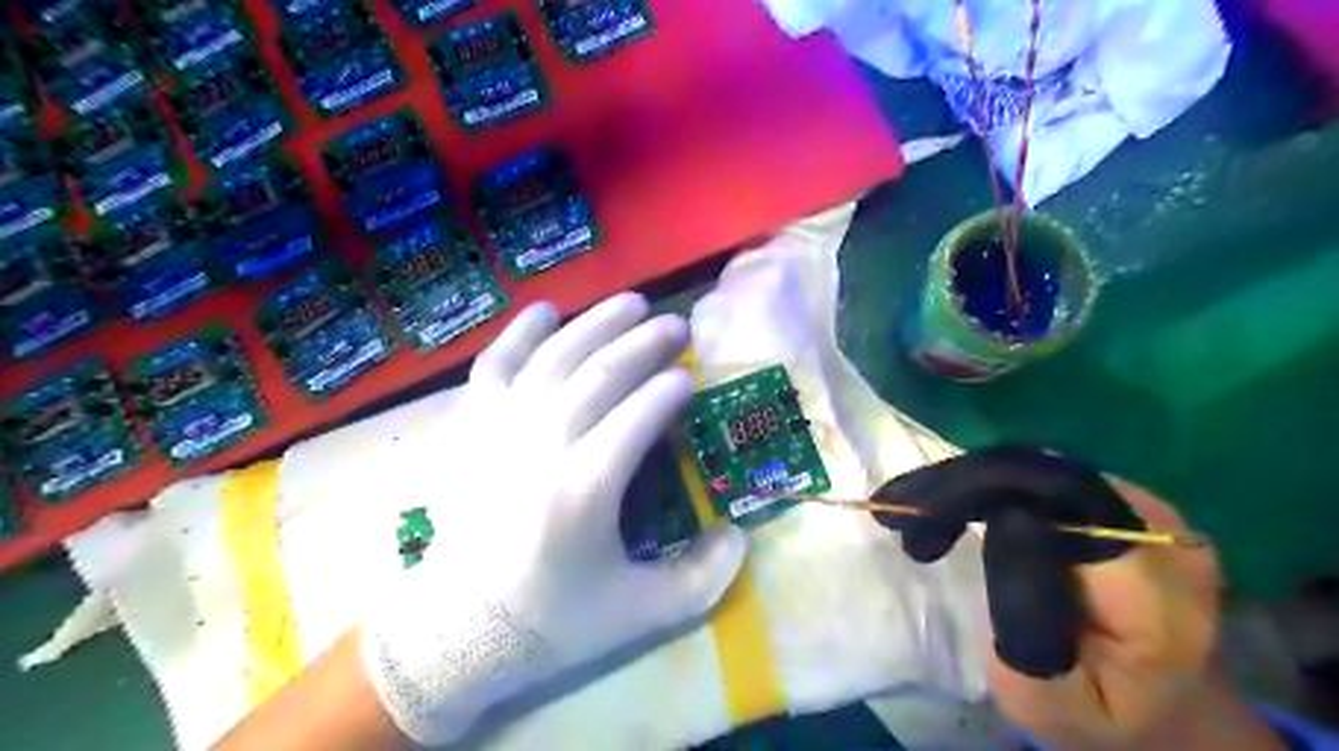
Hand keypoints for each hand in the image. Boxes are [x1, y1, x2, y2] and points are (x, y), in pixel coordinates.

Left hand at [362, 296, 747, 746]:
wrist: (455, 629)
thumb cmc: (551, 619)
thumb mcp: (640, 613)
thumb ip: (703, 578)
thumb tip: (738, 533)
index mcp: (587, 488)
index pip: (640, 415)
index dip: (670, 389)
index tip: (691, 377)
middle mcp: (543, 444)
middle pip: (603, 373)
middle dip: (645, 343)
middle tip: (675, 325)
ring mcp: (500, 428)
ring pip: (556, 356)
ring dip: (597, 323)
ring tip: (632, 302)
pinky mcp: (469, 426)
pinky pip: (496, 363)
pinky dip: (521, 331)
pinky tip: (547, 310)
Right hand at [875, 447, 1279, 749]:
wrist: (1169, 712)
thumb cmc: (1100, 718)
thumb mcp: (1049, 701)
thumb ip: (1026, 619)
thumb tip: (1006, 520)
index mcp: (1157, 595)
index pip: (1059, 503)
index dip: (984, 493)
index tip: (920, 518)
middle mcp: (1165, 537)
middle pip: (1046, 478)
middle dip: (967, 487)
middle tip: (906, 514)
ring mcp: (1153, 514)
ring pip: (1043, 472)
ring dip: (977, 487)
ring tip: (927, 516)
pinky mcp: (1131, 506)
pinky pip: (1050, 480)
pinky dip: (999, 490)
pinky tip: (965, 511)